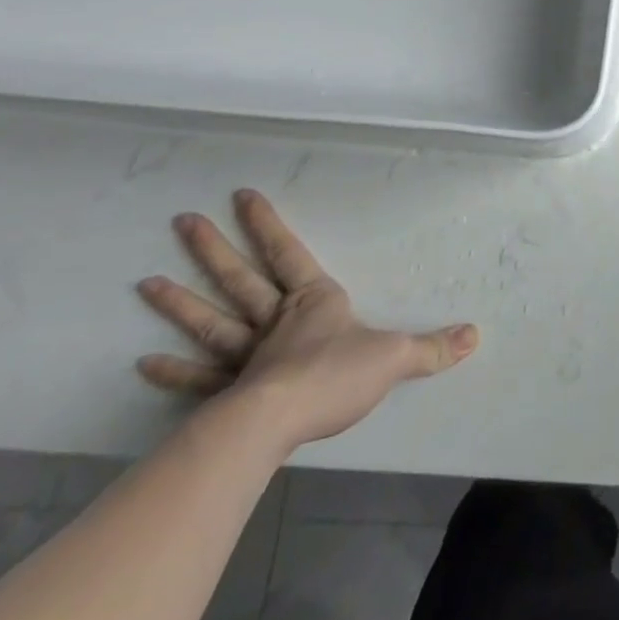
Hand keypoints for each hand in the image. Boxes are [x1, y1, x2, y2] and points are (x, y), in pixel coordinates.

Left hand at [137, 188, 477, 452]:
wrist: (278, 423)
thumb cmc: (334, 377)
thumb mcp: (395, 357)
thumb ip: (433, 347)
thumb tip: (475, 335)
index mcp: (313, 302)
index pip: (288, 253)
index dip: (266, 224)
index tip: (241, 196)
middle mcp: (275, 321)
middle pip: (240, 279)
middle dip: (213, 249)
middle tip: (181, 222)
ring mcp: (246, 357)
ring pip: (212, 320)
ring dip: (180, 303)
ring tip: (147, 283)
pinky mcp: (227, 394)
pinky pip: (198, 377)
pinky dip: (172, 370)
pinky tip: (144, 363)